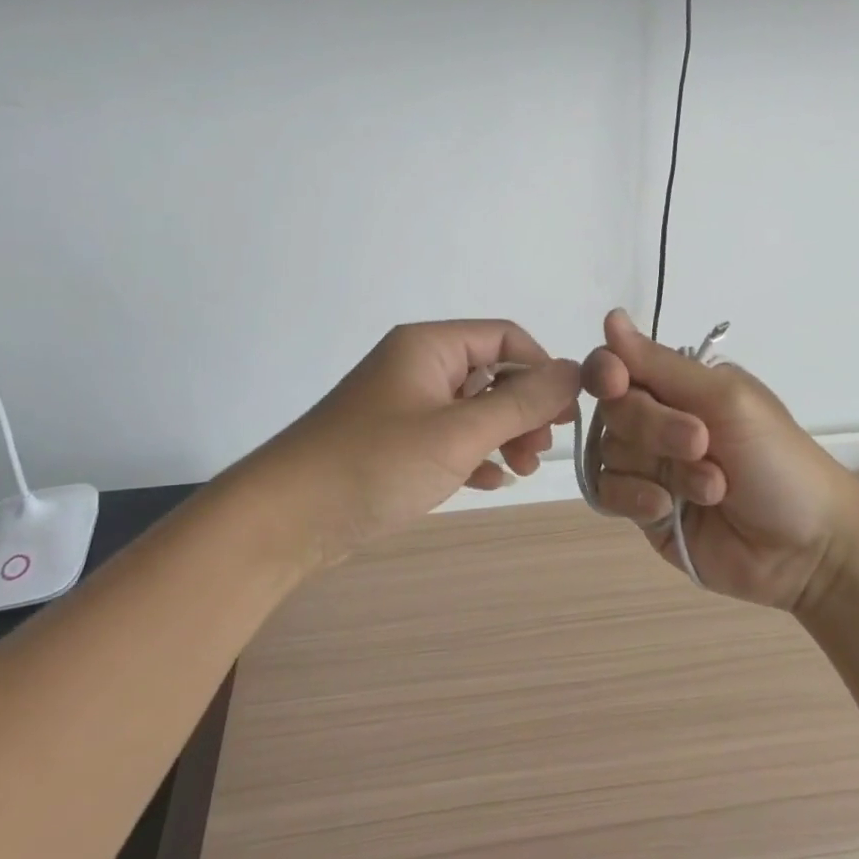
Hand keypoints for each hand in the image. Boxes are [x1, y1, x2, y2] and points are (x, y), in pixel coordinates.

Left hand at [264, 320, 578, 561]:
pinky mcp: (393, 441)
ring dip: (503, 434)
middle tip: (540, 452)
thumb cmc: (375, 464)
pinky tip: (489, 481)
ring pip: (472, 408)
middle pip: (491, 373)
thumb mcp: (459, 433)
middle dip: (524, 409)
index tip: (566, 414)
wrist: (284, 519)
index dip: (543, 370)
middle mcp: (417, 365)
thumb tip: (575, 370)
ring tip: (521, 470)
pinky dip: (474, 453)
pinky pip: (448, 436)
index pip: (506, 338)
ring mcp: (403, 404)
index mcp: (430, 346)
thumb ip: (522, 402)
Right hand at [581, 309, 858, 611]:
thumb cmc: (778, 460)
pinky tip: (666, 508)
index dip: (607, 371)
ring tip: (711, 488)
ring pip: (610, 452)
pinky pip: (607, 493)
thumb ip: (661, 364)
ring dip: (659, 468)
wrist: (806, 548)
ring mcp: (648, 466)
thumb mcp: (726, 399)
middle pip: (613, 410)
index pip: (618, 365)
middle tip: (701, 444)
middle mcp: (658, 420)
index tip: (616, 382)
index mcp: (679, 386)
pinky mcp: (643, 509)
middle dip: (653, 427)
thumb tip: (610, 316)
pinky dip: (634, 498)